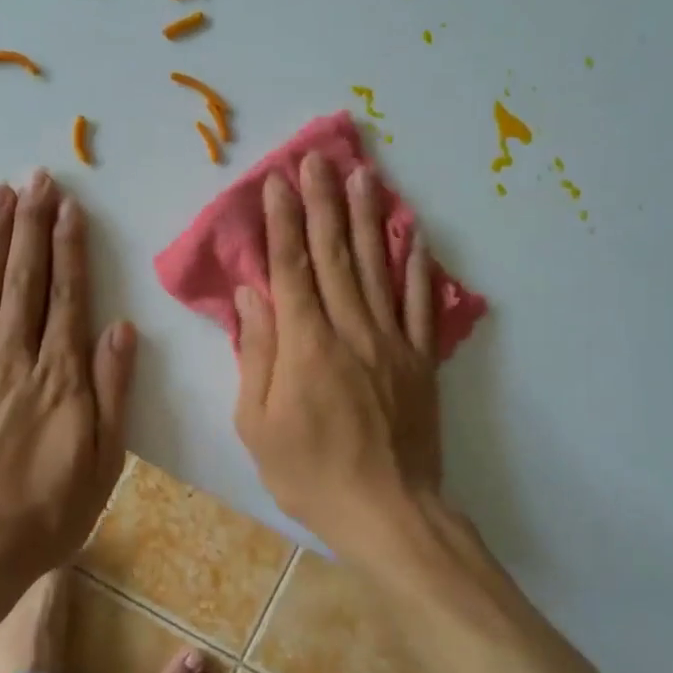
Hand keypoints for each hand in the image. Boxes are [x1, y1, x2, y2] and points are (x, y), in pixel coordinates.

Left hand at [0, 170, 135, 575]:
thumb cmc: (47, 515)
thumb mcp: (104, 461)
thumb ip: (113, 391)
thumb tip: (121, 328)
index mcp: (60, 376)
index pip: (69, 297)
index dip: (70, 249)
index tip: (69, 206)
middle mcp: (14, 360)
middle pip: (26, 282)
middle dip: (32, 226)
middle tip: (35, 179)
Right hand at [233, 152, 442, 560]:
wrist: (388, 513)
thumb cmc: (309, 473)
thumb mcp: (258, 424)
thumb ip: (256, 354)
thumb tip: (252, 296)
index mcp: (306, 344)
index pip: (290, 268)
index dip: (283, 222)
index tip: (279, 183)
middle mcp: (350, 329)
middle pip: (334, 254)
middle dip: (324, 202)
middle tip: (319, 159)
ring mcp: (391, 341)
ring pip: (377, 267)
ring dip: (368, 217)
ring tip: (364, 175)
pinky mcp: (420, 359)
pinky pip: (420, 304)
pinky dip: (417, 266)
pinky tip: (414, 235)